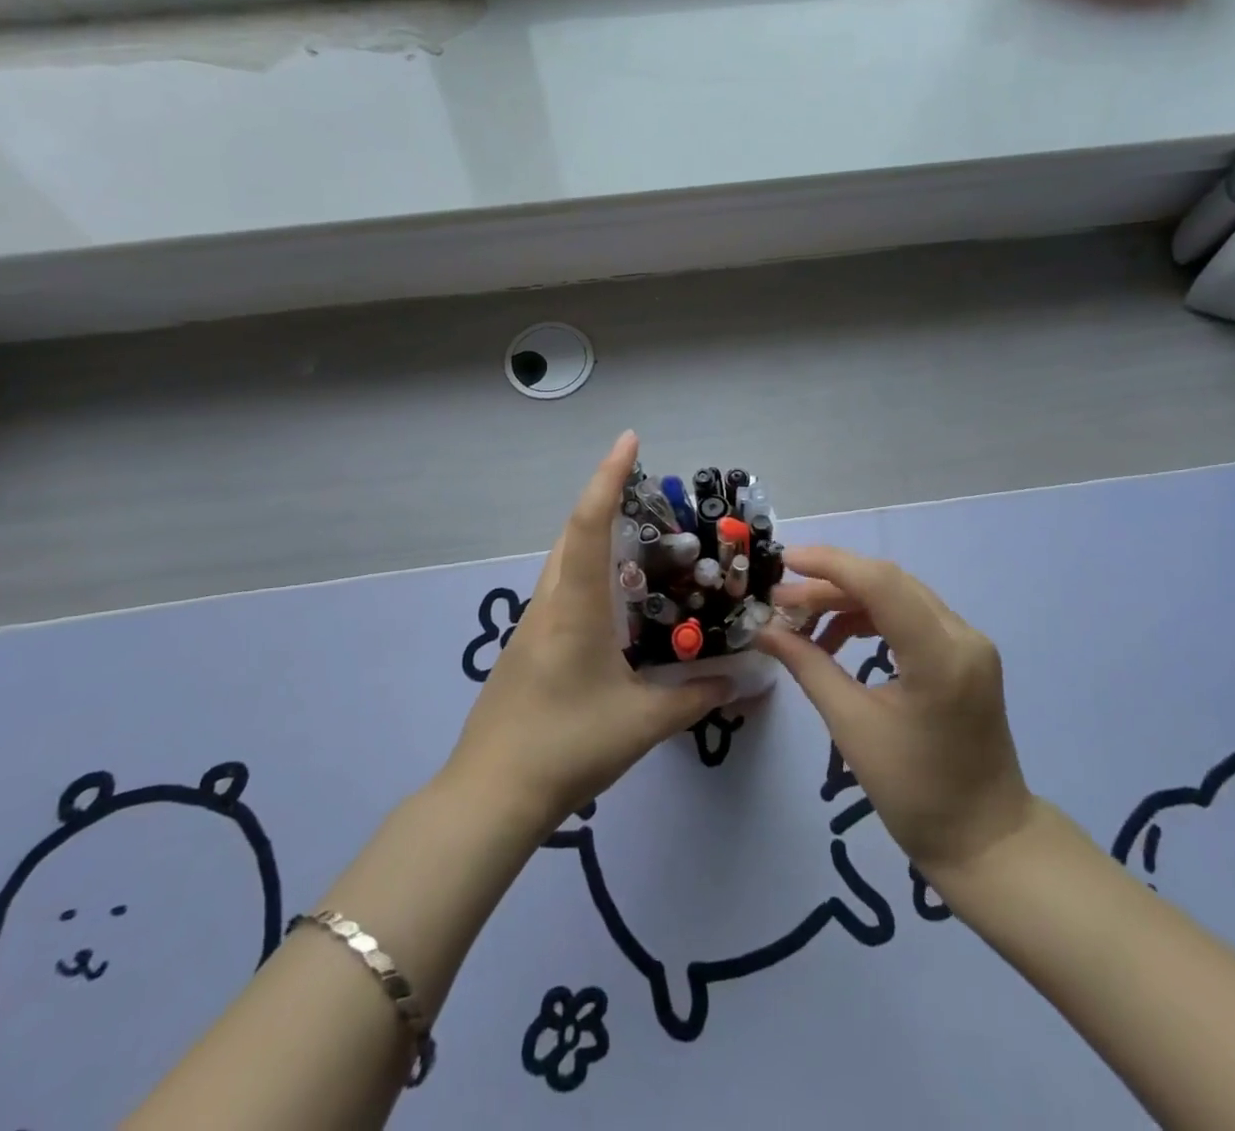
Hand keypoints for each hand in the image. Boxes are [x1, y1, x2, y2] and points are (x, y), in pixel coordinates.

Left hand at [446, 431, 735, 838]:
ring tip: (640, 537)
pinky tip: (616, 598)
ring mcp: (534, 623)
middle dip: (605, 498)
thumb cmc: (568, 746)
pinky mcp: (529, 644)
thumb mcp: (643, 723)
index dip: (608, 477)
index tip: (629, 440)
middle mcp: (551, 602)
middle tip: (647, 489)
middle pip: (573, 532)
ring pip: (564, 560)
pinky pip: (562, 588)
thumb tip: (742, 679)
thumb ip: (696, 697)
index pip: (590, 524)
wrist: (492, 793)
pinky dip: (589, 570)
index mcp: (576, 606)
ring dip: (595, 535)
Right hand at [758, 546, 1035, 887]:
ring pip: (898, 595)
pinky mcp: (966, 653)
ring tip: (803, 624)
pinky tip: (838, 640)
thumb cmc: (916, 793)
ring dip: (848, 601)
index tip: (783, 562)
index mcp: (940, 655)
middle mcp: (962, 635)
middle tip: (781, 603)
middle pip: (888, 583)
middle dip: (830, 584)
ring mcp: (969, 642)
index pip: (880, 583)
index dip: (828, 564)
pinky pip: (911, 616)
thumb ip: (808, 667)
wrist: (986, 839)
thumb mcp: (853, 727)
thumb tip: (765, 631)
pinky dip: (871, 618)